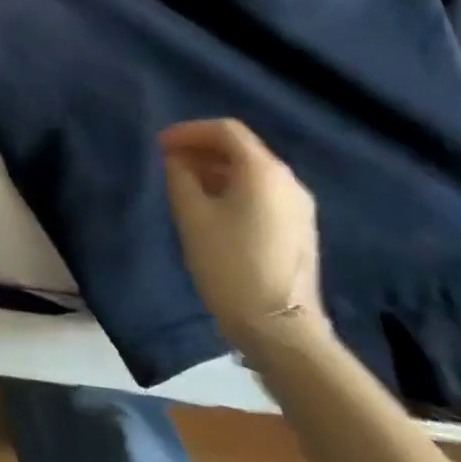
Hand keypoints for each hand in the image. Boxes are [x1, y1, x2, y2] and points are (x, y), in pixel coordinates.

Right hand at [160, 118, 328, 355]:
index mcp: (263, 170)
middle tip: (169, 162)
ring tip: (185, 184)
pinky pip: (263, 193)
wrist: (281, 331)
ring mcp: (299, 206)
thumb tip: (177, 160)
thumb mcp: (192, 217)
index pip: (225, 130)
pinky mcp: (300, 229)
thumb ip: (180, 177)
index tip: (160, 145)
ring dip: (217, 170)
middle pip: (242, 149)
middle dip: (202, 149)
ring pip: (253, 172)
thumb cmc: (230, 266)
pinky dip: (235, 188)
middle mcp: (288, 180)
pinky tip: (212, 208)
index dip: (189, 131)